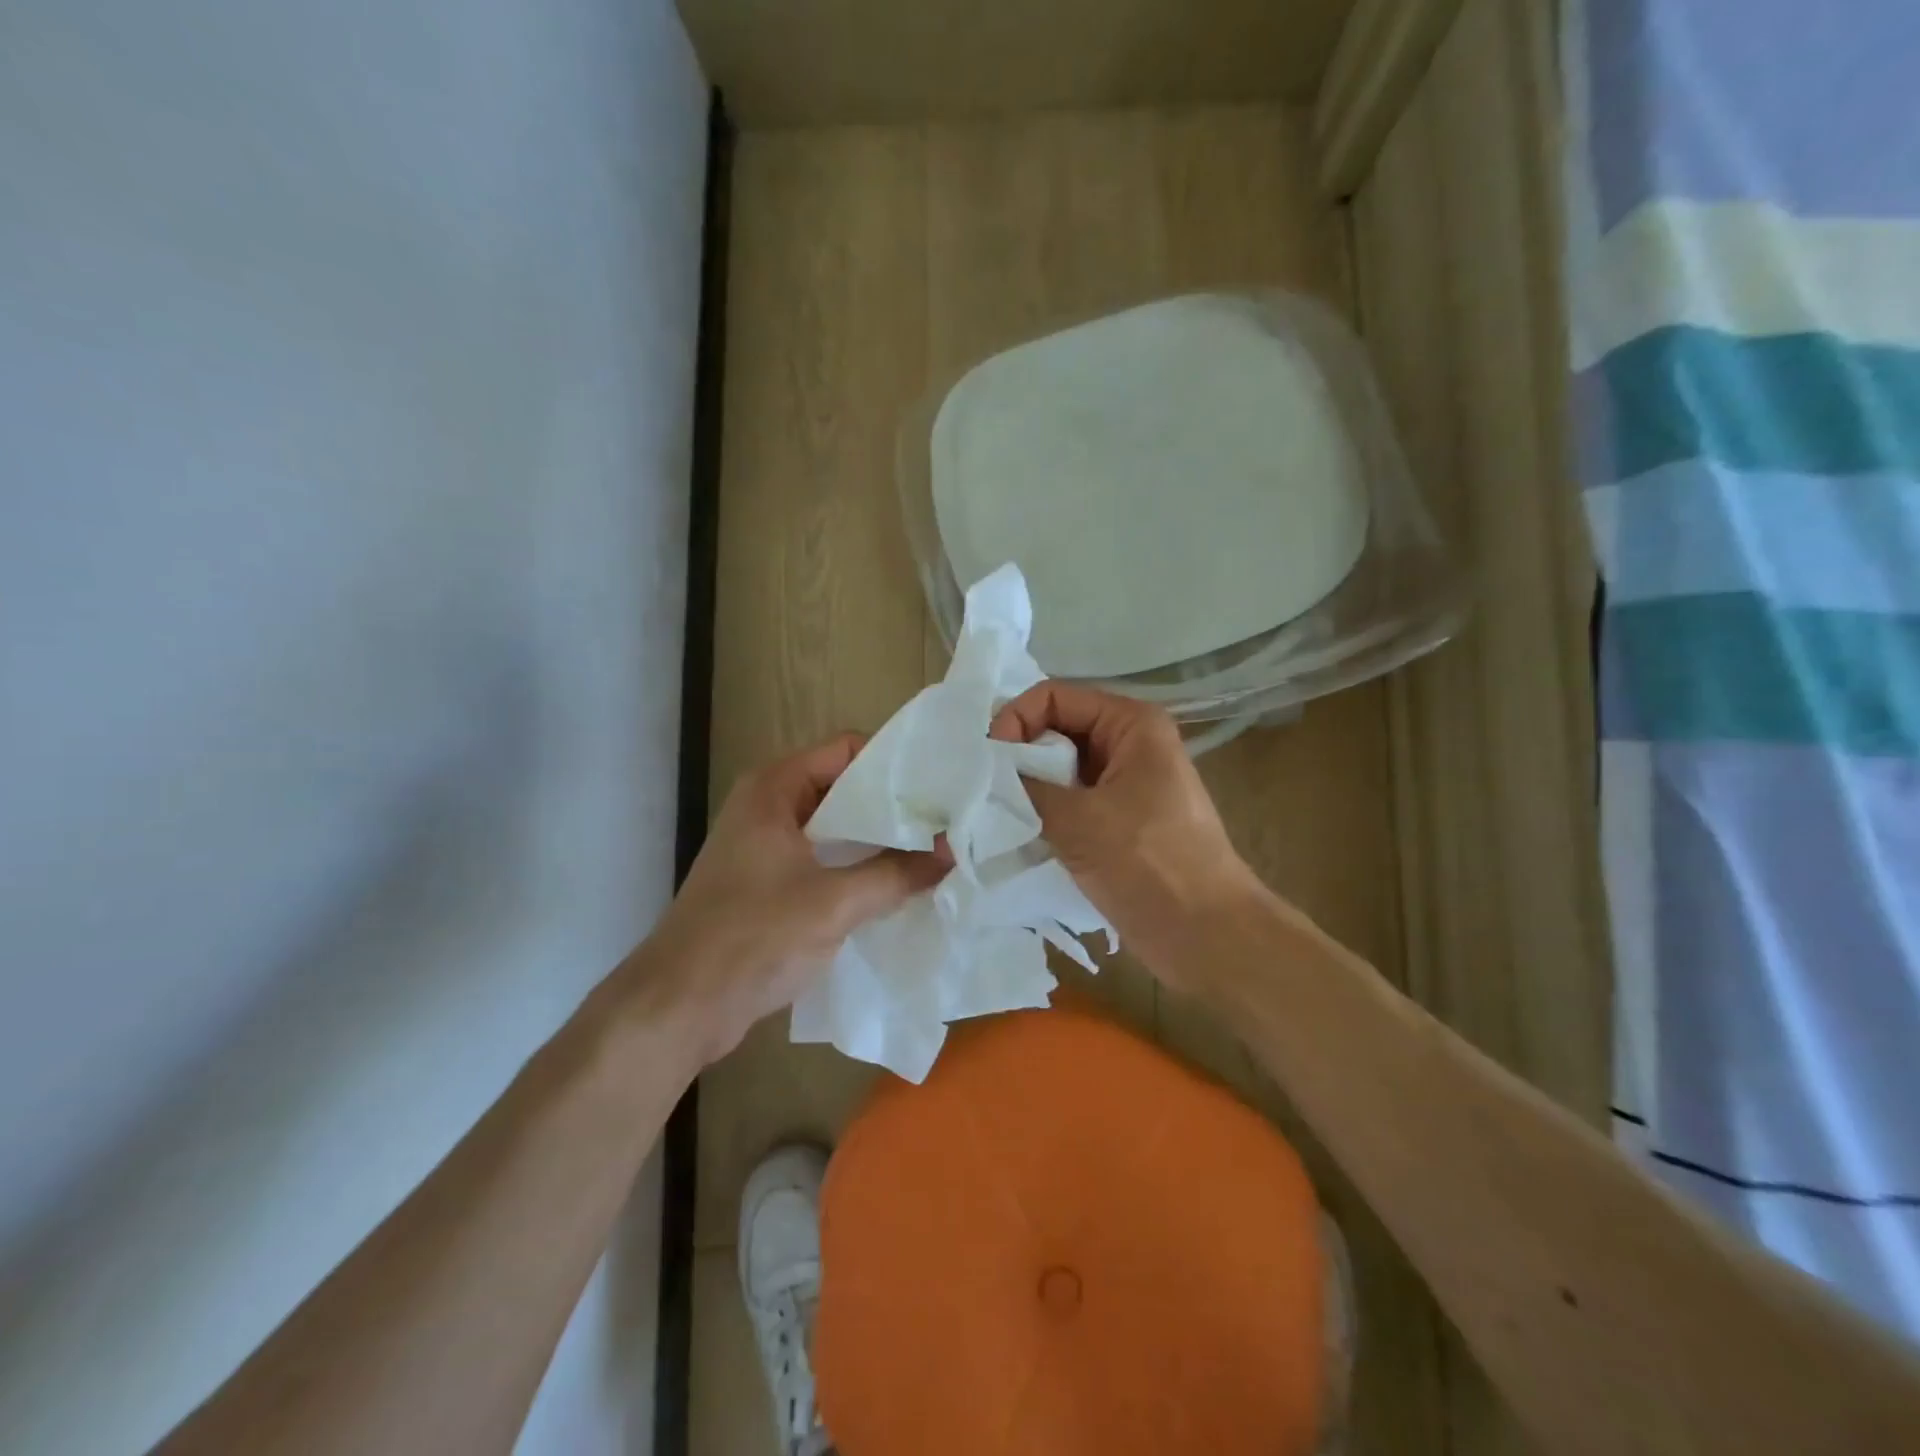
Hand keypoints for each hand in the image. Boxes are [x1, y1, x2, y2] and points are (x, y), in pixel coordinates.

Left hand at [637, 734, 948, 1065]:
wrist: (679, 1006)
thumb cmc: (753, 938)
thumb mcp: (834, 903)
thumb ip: (896, 874)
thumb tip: (951, 852)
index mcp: (774, 788)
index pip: (846, 749)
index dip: (893, 763)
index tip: (939, 785)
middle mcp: (767, 806)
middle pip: (842, 787)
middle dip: (891, 806)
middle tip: (946, 821)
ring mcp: (764, 847)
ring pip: (834, 828)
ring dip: (876, 841)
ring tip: (931, 852)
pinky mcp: (766, 884)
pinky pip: (822, 860)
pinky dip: (855, 868)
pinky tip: (894, 887)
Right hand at [991, 684, 1269, 983]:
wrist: (1206, 936)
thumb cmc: (1150, 865)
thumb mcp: (1079, 819)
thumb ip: (1025, 786)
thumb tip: (986, 771)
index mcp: (1131, 724)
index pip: (1054, 697)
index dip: (1016, 719)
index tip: (989, 761)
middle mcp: (1128, 744)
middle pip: (1056, 729)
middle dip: (1018, 754)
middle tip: (984, 789)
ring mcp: (1124, 784)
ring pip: (1060, 768)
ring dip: (1027, 786)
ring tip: (994, 812)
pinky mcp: (1117, 821)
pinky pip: (1069, 801)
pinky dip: (1042, 811)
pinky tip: (1017, 832)